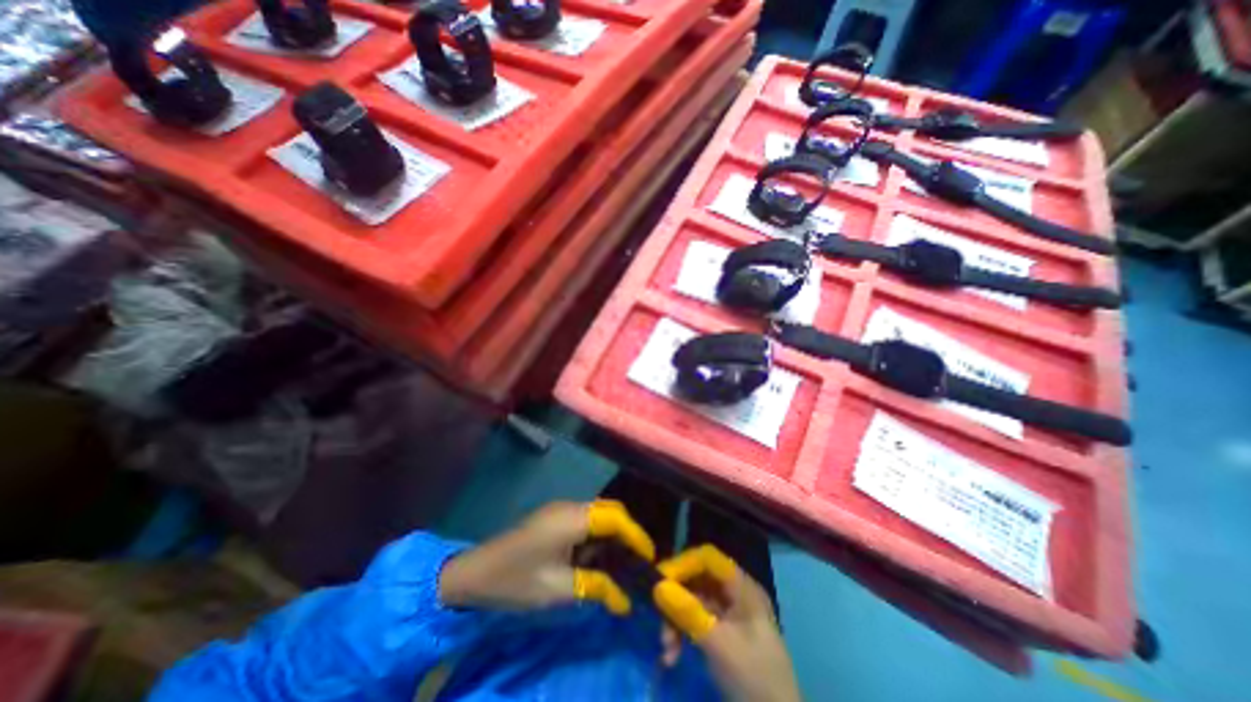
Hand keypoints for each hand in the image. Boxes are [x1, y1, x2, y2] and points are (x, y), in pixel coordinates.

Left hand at [438, 505, 655, 614]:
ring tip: (623, 562)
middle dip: (627, 532)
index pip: (615, 517)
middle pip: (610, 510)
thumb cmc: (515, 581)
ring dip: (612, 534)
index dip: (636, 535)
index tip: (650, 558)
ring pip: (599, 514)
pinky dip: (597, 536)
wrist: (473, 573)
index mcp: (571, 519)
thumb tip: (625, 600)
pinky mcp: (554, 518)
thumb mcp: (557, 589)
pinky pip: (585, 520)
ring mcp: (561, 510)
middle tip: (638, 560)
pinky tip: (598, 558)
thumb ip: (595, 587)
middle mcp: (570, 506)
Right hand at [657, 546, 801, 701]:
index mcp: (742, 587)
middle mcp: (734, 594)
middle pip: (697, 580)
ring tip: (666, 649)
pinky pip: (695, 623)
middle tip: (658, 616)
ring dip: (675, 621)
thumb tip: (657, 586)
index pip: (707, 559)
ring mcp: (728, 616)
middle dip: (676, 598)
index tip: (659, 580)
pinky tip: (672, 657)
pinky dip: (682, 636)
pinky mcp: (721, 636)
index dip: (683, 564)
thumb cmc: (753, 678)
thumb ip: (687, 612)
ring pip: (693, 603)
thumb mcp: (718, 643)